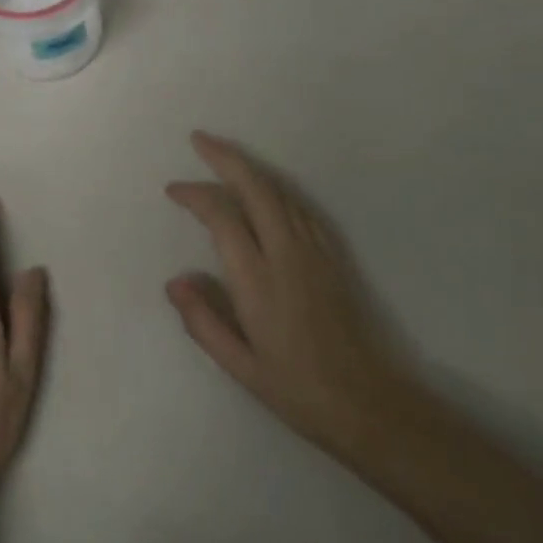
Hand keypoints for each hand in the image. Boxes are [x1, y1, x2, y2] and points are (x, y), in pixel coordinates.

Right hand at [166, 132, 417, 473]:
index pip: (223, 216)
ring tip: (225, 157)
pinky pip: (301, 208)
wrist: (368, 403)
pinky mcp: (333, 256)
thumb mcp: (240, 367)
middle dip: (225, 157)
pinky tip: (267, 191)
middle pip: (255, 187)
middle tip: (199, 139)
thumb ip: (203, 321)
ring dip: (251, 168)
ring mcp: (315, 251)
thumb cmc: (296, 389)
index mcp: (258, 280)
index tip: (174, 190)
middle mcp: (287, 253)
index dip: (196, 194)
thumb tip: (175, 281)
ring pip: (280, 192)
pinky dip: (276, 190)